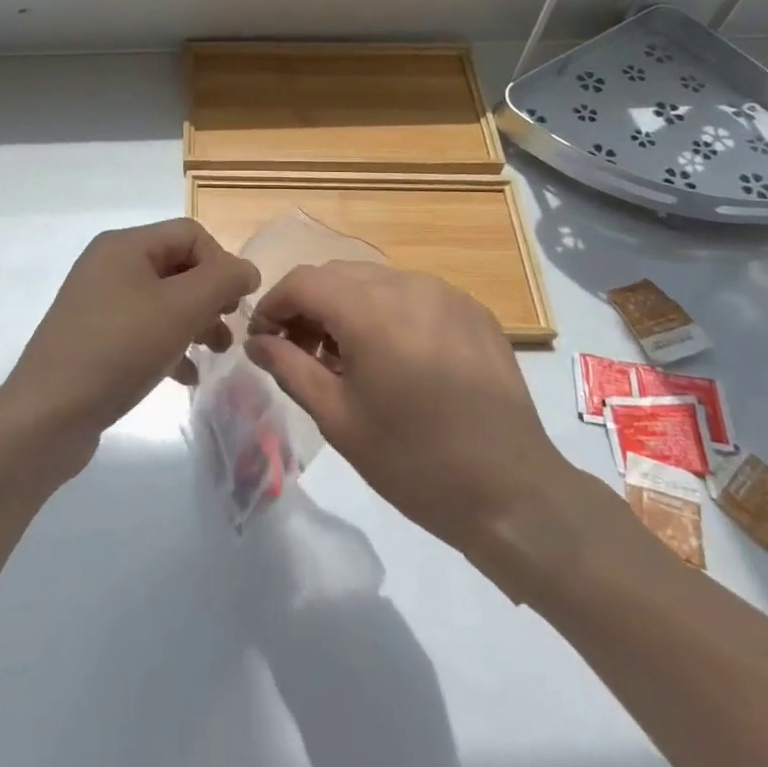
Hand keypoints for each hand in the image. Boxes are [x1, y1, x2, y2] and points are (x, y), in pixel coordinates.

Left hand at [1, 218, 259, 455]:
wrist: (46, 416)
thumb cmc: (118, 350)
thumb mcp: (180, 309)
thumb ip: (222, 281)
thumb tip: (247, 270)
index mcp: (124, 245)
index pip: (191, 234)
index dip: (221, 263)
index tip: (237, 305)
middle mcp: (109, 265)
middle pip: (177, 266)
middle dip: (211, 296)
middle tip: (228, 330)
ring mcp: (98, 303)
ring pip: (163, 301)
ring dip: (195, 322)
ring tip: (215, 354)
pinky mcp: (94, 338)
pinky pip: (144, 330)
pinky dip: (170, 345)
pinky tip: (186, 376)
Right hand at [246, 263, 571, 557]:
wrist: (513, 492)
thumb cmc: (414, 462)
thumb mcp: (338, 418)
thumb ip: (289, 367)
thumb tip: (255, 341)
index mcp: (370, 310)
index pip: (303, 281)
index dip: (274, 304)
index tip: (263, 338)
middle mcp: (407, 285)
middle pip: (338, 275)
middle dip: (309, 305)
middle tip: (300, 351)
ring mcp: (445, 292)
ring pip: (375, 281)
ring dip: (348, 306)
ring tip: (346, 356)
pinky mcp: (472, 308)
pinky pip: (413, 294)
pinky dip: (388, 312)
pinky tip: (393, 355)